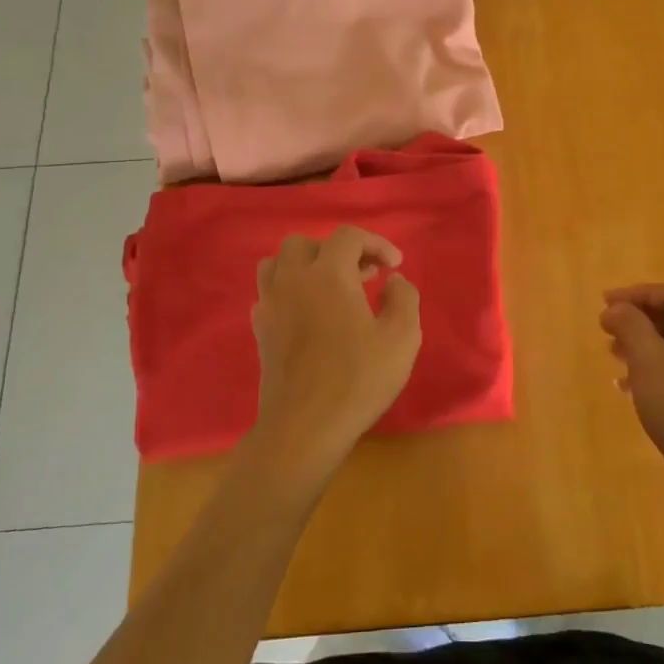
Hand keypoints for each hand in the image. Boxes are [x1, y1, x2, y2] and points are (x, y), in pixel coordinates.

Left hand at [249, 227, 422, 488]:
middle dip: (337, 251)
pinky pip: (269, 292)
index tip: (395, 266)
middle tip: (363, 275)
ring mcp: (270, 304)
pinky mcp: (260, 330)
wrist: (305, 426)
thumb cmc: (358, 379)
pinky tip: (309, 313)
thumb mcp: (402, 337)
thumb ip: (403, 298)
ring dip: (306, 266)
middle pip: (305, 243)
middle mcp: (292, 280)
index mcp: (327, 274)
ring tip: (331, 287)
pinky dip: (289, 290)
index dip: (376, 243)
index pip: (348, 237)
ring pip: (278, 263)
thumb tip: (393, 281)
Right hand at [600, 283, 663, 523]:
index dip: (639, 294)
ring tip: (613, 358)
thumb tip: (615, 308)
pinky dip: (654, 374)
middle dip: (640, 321)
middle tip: (607, 331)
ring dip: (644, 347)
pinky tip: (628, 390)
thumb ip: (630, 326)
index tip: (605, 305)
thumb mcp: (650, 361)